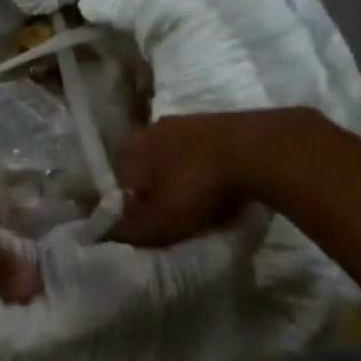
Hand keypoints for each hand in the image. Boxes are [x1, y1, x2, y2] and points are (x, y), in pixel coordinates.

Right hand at [108, 111, 293, 247]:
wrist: (260, 150)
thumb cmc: (197, 186)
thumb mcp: (159, 221)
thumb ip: (127, 232)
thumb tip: (100, 238)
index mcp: (132, 147)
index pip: (121, 187)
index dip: (134, 213)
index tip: (153, 232)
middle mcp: (154, 129)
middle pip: (150, 174)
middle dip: (161, 198)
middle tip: (179, 224)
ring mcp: (189, 122)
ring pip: (178, 164)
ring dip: (186, 186)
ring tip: (205, 210)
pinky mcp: (221, 123)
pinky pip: (205, 157)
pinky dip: (210, 175)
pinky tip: (225, 192)